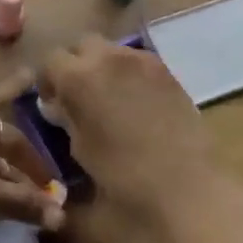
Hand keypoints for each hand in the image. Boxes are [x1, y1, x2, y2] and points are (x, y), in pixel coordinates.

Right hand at [38, 36, 242, 242]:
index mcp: (79, 79)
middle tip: (79, 100)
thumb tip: (60, 113)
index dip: (48, 82)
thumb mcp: (80, 158)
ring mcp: (143, 62)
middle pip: (81, 46)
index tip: (52, 107)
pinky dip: (130, 76)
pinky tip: (136, 107)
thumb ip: (65, 125)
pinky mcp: (169, 73)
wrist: (194, 195)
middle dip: (76, 66)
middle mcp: (109, 58)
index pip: (50, 61)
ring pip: (112, 51)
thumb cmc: (127, 185)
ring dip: (103, 69)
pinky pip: (139, 62)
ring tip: (110, 103)